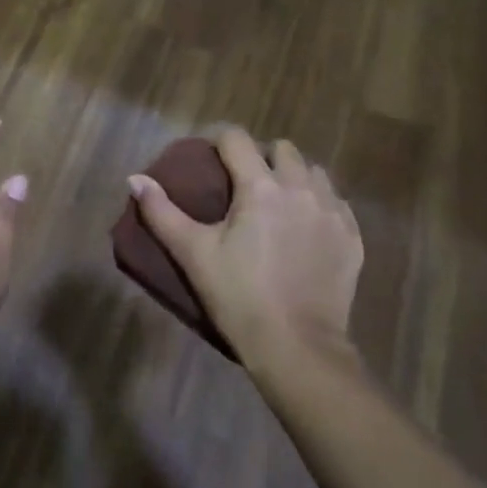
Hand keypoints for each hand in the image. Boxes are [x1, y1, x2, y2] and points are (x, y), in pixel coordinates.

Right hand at [128, 128, 362, 372]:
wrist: (298, 348)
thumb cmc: (239, 297)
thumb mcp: (193, 254)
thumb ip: (161, 212)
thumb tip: (134, 178)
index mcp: (260, 186)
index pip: (237, 139)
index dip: (220, 141)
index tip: (209, 158)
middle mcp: (301, 188)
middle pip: (282, 149)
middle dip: (262, 156)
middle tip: (244, 182)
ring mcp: (332, 212)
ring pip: (314, 172)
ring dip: (294, 177)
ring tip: (279, 202)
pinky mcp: (352, 237)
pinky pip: (336, 202)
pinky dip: (319, 204)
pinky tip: (306, 228)